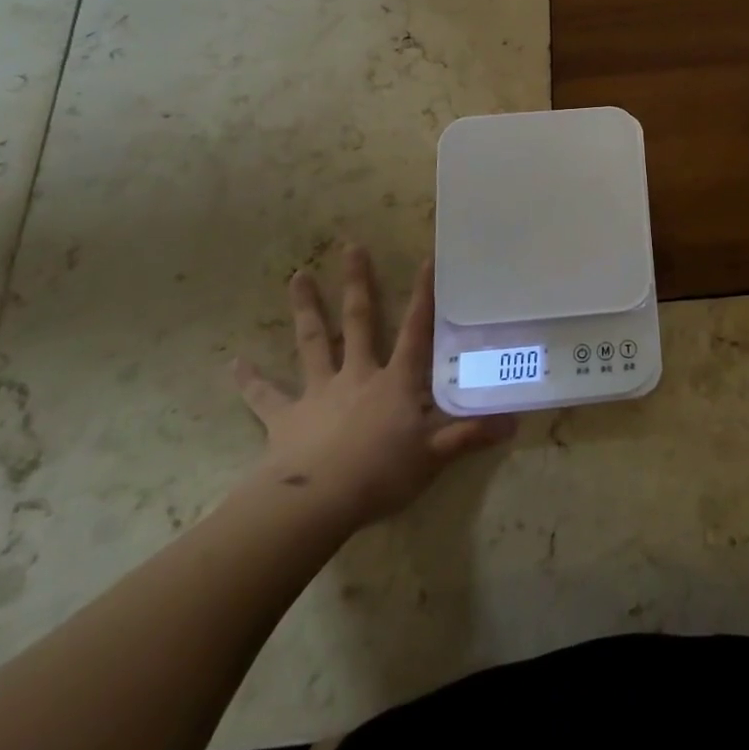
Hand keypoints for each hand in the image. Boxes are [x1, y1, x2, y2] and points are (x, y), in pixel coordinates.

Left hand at [232, 245, 513, 528]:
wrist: (315, 503)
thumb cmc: (380, 474)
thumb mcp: (434, 455)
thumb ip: (470, 434)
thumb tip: (515, 420)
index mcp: (395, 381)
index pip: (416, 330)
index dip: (424, 295)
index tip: (427, 258)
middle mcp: (357, 374)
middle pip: (359, 320)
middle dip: (358, 283)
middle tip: (351, 246)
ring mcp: (319, 392)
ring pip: (312, 342)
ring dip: (306, 308)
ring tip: (297, 275)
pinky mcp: (285, 418)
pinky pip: (265, 396)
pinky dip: (249, 381)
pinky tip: (232, 364)